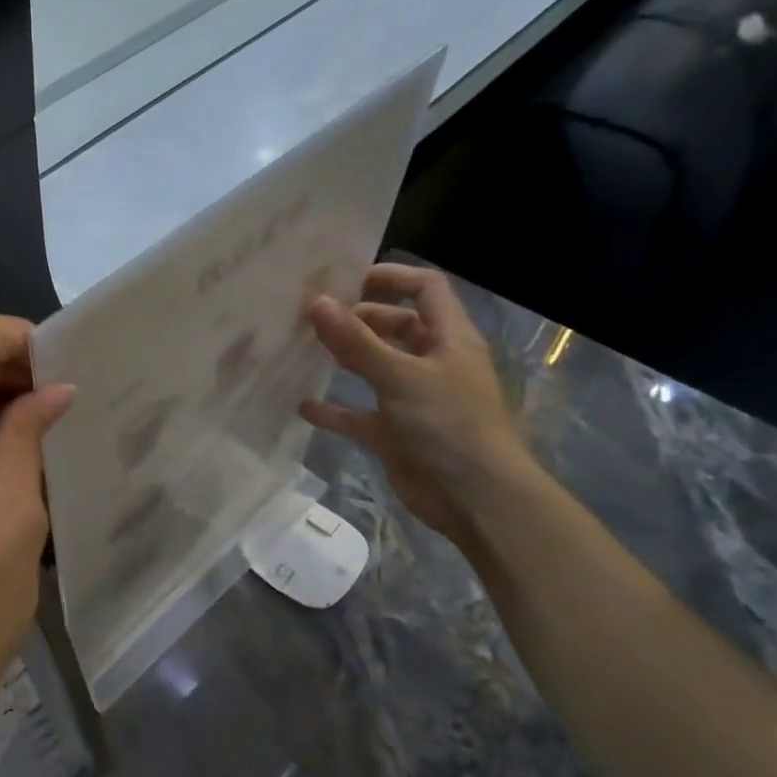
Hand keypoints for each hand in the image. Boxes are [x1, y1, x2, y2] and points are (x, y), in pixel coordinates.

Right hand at [300, 264, 532, 544]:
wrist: (475, 499)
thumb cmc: (449, 424)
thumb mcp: (401, 376)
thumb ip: (356, 341)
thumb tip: (315, 302)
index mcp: (448, 339)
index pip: (425, 289)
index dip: (390, 277)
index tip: (344, 280)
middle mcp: (431, 363)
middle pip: (394, 325)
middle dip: (356, 319)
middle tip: (310, 317)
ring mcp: (411, 399)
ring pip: (373, 367)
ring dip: (343, 358)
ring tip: (301, 349)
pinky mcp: (394, 433)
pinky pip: (357, 414)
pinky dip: (333, 410)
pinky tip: (302, 405)